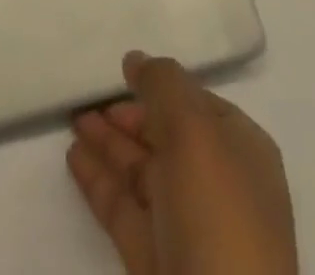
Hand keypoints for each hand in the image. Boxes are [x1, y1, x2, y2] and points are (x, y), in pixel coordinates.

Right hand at [69, 52, 297, 274]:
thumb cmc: (218, 216)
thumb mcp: (194, 131)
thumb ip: (163, 85)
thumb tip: (136, 60)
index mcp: (241, 152)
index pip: (197, 104)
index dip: (160, 86)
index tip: (121, 71)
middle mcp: (217, 187)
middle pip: (166, 136)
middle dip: (128, 115)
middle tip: (87, 93)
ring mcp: (186, 228)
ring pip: (141, 172)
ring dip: (107, 144)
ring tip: (72, 118)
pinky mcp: (155, 262)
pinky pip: (123, 209)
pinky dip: (99, 181)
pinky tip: (73, 158)